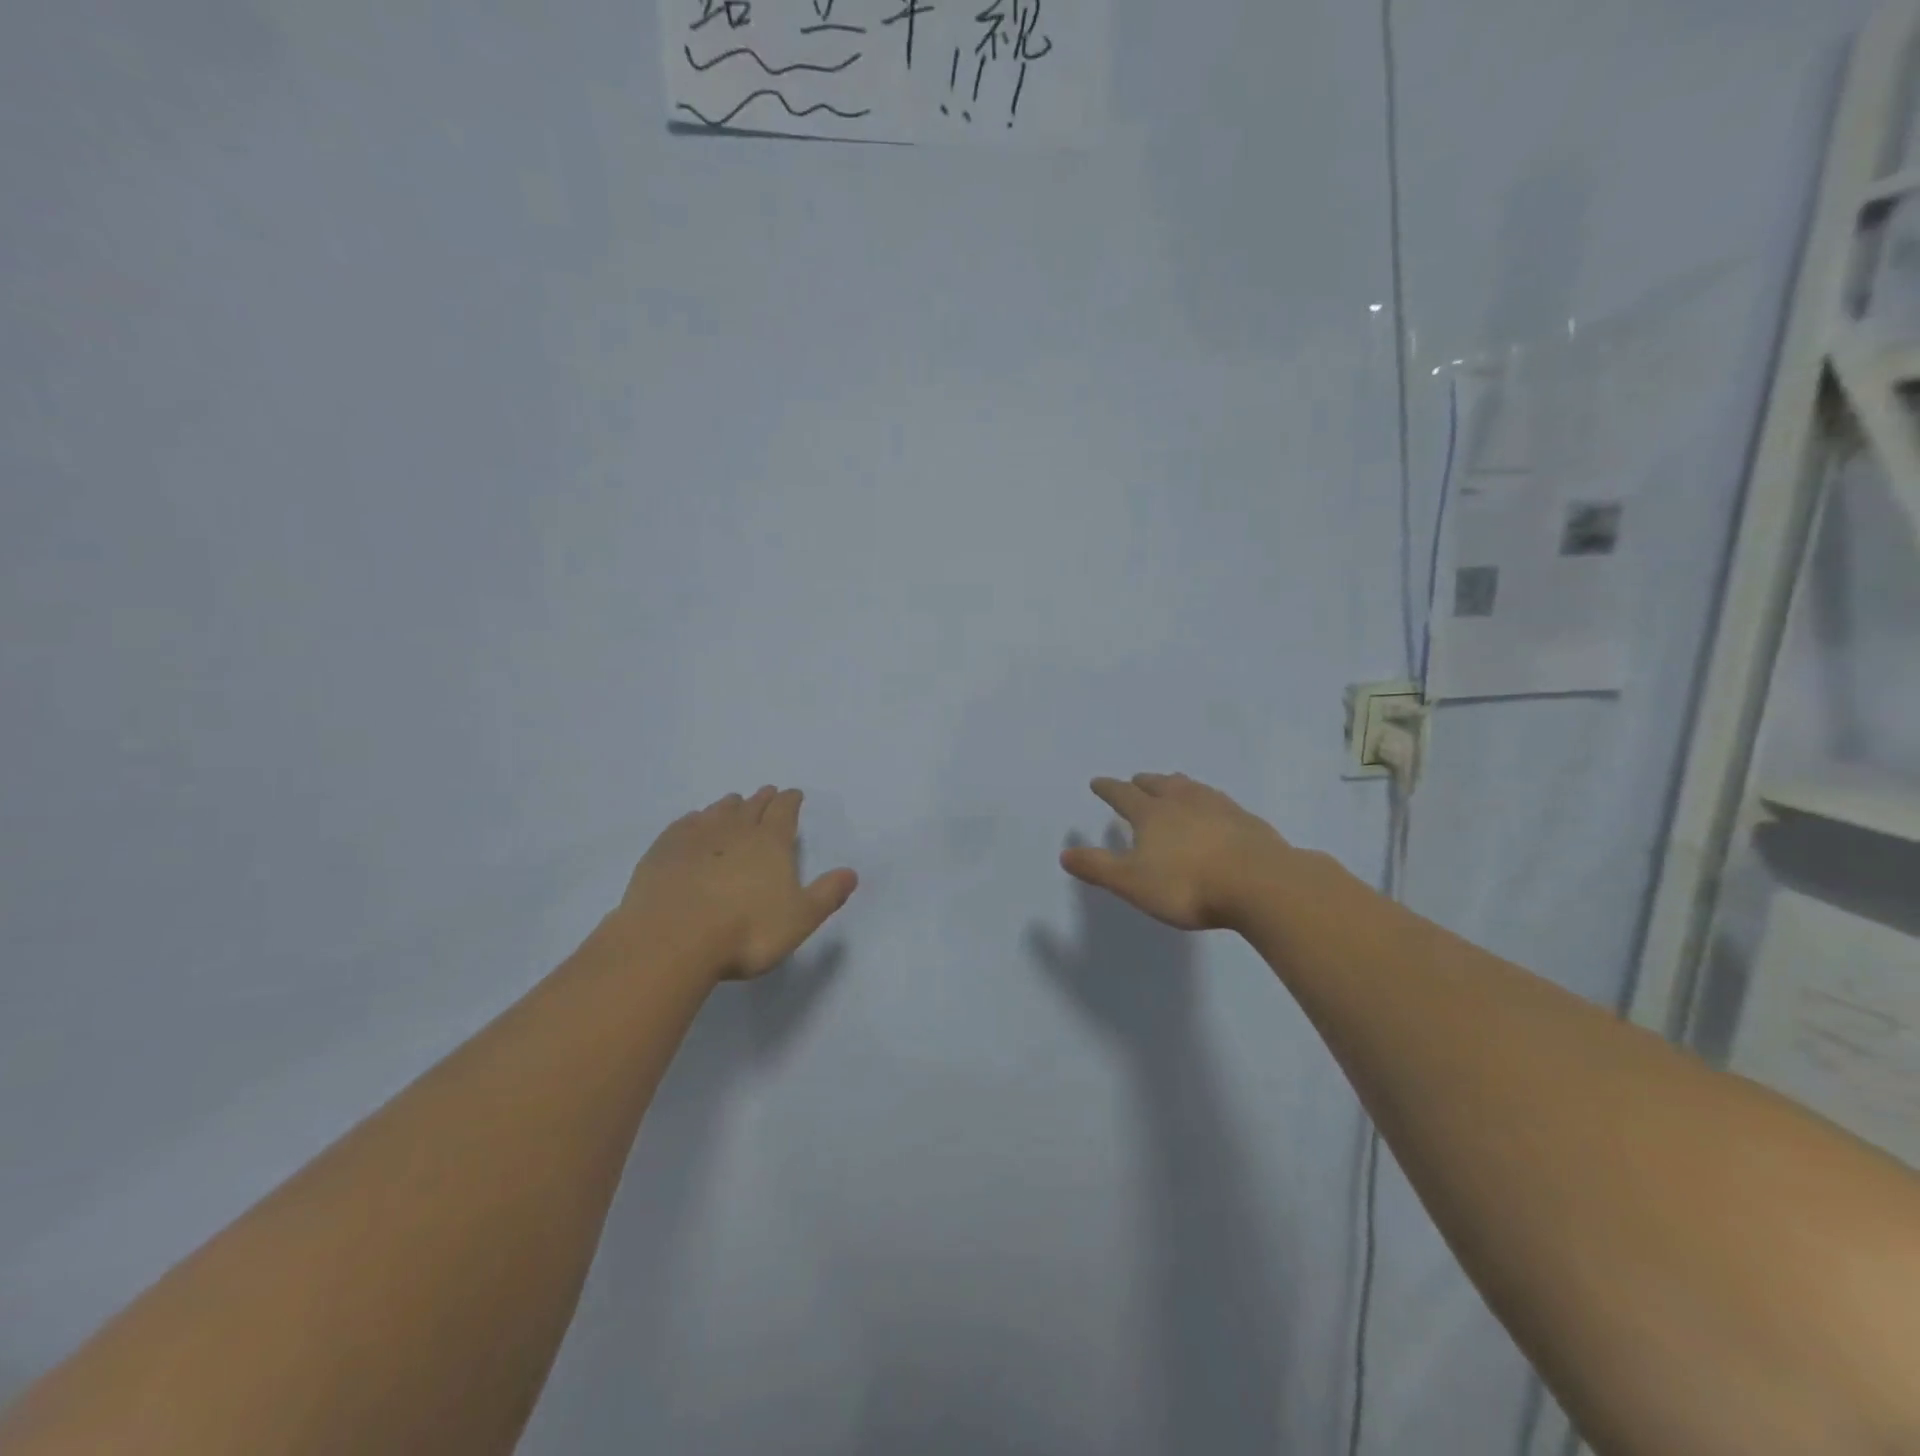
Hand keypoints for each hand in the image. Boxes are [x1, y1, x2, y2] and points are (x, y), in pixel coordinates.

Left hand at [615, 787, 857, 982]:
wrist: (672, 939)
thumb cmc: (746, 931)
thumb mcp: (800, 919)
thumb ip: (827, 894)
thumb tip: (851, 872)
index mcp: (771, 842)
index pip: (785, 810)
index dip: (791, 800)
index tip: (794, 794)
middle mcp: (735, 830)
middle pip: (753, 805)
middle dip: (763, 798)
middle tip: (768, 793)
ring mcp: (697, 837)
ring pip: (718, 811)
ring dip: (730, 805)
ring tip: (734, 804)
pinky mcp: (664, 850)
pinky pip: (684, 824)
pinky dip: (694, 820)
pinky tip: (693, 823)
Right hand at [1060, 773, 1292, 932]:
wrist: (1260, 884)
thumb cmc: (1187, 885)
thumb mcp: (1132, 882)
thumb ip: (1098, 867)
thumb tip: (1064, 853)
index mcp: (1152, 814)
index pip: (1123, 795)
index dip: (1108, 789)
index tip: (1097, 782)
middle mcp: (1183, 802)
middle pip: (1160, 784)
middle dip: (1144, 782)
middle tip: (1137, 780)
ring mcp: (1219, 808)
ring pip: (1192, 788)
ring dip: (1178, 784)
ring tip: (1174, 784)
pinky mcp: (1247, 821)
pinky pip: (1220, 802)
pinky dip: (1208, 801)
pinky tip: (1216, 810)